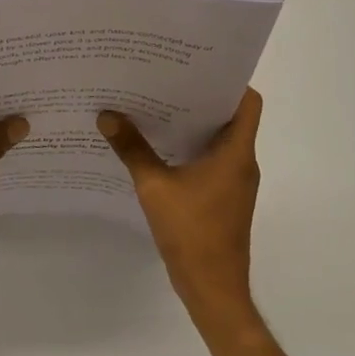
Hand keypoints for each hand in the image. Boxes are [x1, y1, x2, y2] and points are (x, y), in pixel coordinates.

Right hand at [98, 89, 262, 332]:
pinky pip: (210, 160)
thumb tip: (107, 115)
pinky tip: (157, 145)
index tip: (196, 66)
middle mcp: (241, 162)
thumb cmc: (192, 233)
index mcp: (236, 152)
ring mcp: (234, 182)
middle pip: (230, 116)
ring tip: (156, 105)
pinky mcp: (223, 198)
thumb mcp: (154, 187)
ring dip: (192, 123)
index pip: (247, 102)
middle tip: (164, 78)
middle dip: (199, 97)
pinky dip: (189, 148)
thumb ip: (132, 149)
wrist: (213, 290)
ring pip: (218, 139)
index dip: (228, 80)